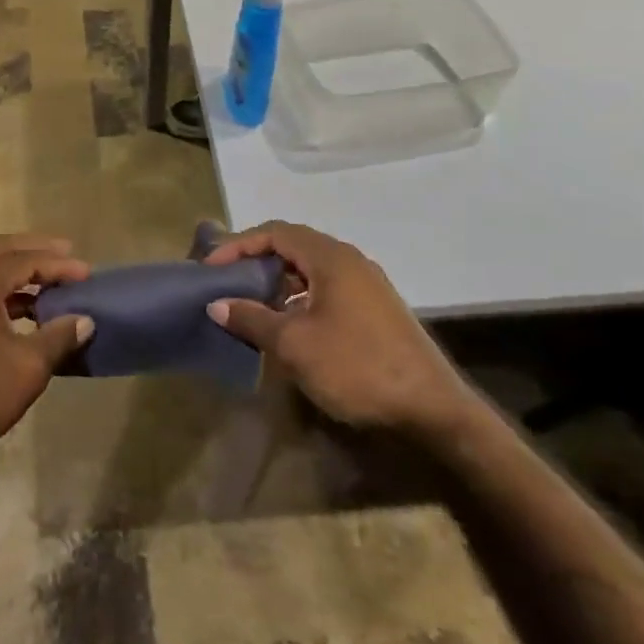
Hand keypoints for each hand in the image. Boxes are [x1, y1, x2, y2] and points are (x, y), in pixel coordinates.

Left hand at [0, 234, 93, 474]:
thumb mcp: (28, 367)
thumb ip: (59, 336)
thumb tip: (85, 320)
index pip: (24, 260)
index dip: (58, 264)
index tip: (87, 272)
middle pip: (0, 250)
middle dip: (35, 249)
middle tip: (67, 252)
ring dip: (18, 269)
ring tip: (52, 281)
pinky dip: (4, 290)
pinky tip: (28, 309)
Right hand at [205, 220, 471, 435]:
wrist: (431, 410)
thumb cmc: (356, 367)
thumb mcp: (294, 344)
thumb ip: (252, 318)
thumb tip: (217, 303)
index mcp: (331, 258)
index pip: (275, 232)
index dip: (238, 245)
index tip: (211, 267)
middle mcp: (350, 261)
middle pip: (294, 245)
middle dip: (256, 259)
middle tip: (227, 280)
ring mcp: (367, 284)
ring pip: (311, 268)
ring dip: (278, 280)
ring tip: (251, 302)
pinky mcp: (376, 309)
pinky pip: (327, 287)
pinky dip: (300, 295)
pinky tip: (288, 323)